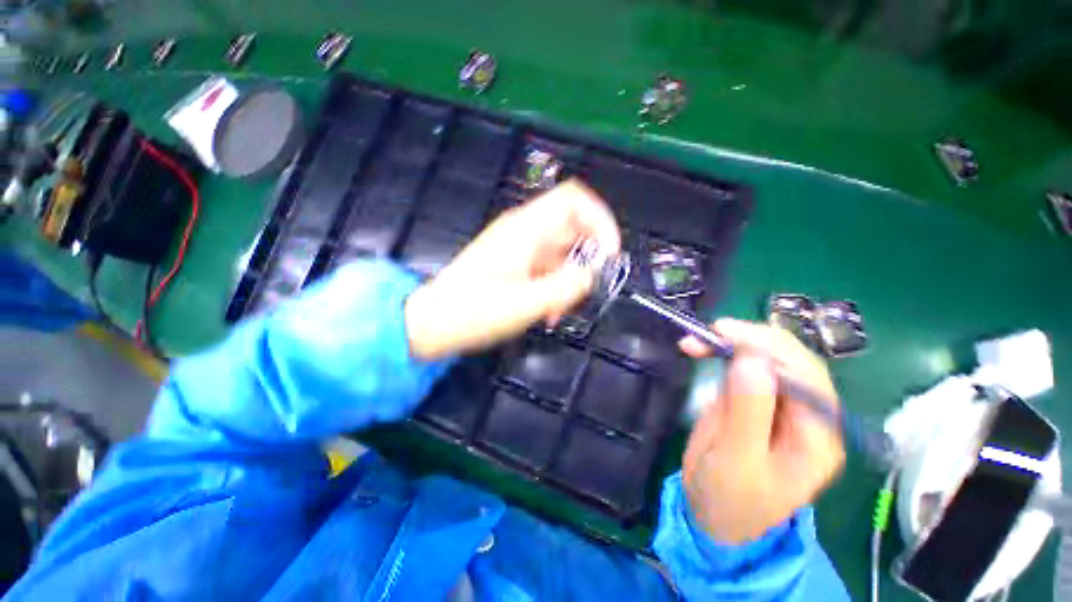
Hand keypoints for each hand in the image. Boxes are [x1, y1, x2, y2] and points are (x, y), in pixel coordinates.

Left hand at [405, 179, 620, 359]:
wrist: (432, 323)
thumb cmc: (474, 312)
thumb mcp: (526, 303)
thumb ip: (566, 286)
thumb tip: (593, 274)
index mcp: (526, 228)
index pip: (574, 199)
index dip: (601, 220)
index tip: (610, 255)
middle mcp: (524, 231)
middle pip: (573, 230)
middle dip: (585, 262)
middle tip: (582, 293)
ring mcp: (518, 248)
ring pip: (561, 255)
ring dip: (568, 282)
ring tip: (557, 312)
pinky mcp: (514, 265)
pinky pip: (546, 269)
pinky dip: (554, 288)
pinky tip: (547, 313)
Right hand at [678, 319, 844, 543]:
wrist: (712, 512)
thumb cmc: (730, 497)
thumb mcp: (738, 461)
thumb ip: (749, 411)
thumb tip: (752, 360)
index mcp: (818, 435)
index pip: (805, 375)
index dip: (768, 348)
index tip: (724, 334)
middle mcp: (807, 413)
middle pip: (789, 359)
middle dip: (749, 339)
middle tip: (709, 332)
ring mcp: (779, 403)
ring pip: (765, 356)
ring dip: (732, 342)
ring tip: (696, 341)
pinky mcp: (754, 397)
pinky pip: (743, 365)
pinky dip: (722, 351)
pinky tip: (702, 348)